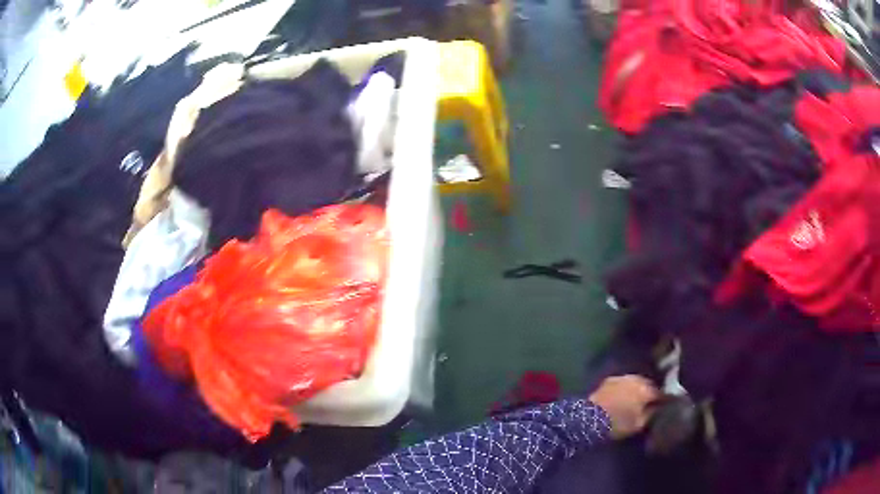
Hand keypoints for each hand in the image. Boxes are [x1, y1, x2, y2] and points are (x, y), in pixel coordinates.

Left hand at [589, 375, 658, 438]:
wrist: (590, 418)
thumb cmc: (617, 423)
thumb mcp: (638, 424)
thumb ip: (651, 414)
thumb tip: (658, 408)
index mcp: (646, 390)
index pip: (660, 393)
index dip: (664, 399)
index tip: (666, 403)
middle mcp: (636, 379)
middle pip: (648, 384)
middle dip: (650, 392)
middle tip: (651, 401)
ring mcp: (622, 377)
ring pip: (636, 382)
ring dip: (638, 388)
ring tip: (638, 398)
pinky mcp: (610, 380)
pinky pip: (624, 382)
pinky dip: (626, 387)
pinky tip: (625, 394)